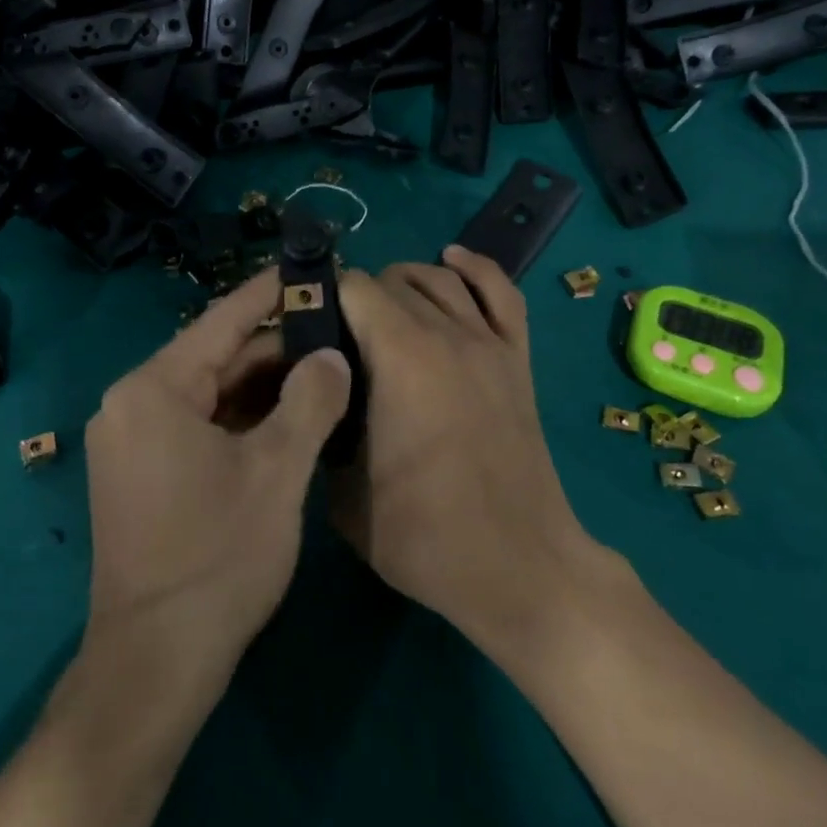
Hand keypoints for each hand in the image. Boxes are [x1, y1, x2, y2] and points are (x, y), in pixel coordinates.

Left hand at [82, 269, 352, 690]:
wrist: (154, 665)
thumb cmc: (217, 558)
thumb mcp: (278, 471)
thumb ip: (311, 400)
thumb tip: (332, 354)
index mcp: (154, 389)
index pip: (223, 321)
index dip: (270, 291)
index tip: (310, 266)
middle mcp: (132, 404)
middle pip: (216, 357)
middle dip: (277, 348)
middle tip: (337, 332)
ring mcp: (132, 441)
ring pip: (210, 393)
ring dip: (264, 386)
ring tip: (325, 370)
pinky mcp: (141, 474)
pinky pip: (198, 425)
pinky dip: (242, 419)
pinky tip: (290, 418)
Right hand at [334, 246, 596, 647]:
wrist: (519, 567)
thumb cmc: (424, 536)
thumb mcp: (343, 494)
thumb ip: (324, 429)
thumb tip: (319, 393)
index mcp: (400, 357)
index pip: (352, 288)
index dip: (323, 300)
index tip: (307, 328)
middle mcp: (445, 333)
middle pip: (392, 280)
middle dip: (358, 298)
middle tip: (340, 339)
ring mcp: (488, 342)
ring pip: (439, 278)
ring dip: (404, 282)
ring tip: (382, 308)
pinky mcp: (517, 358)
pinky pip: (501, 292)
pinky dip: (474, 268)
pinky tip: (452, 259)